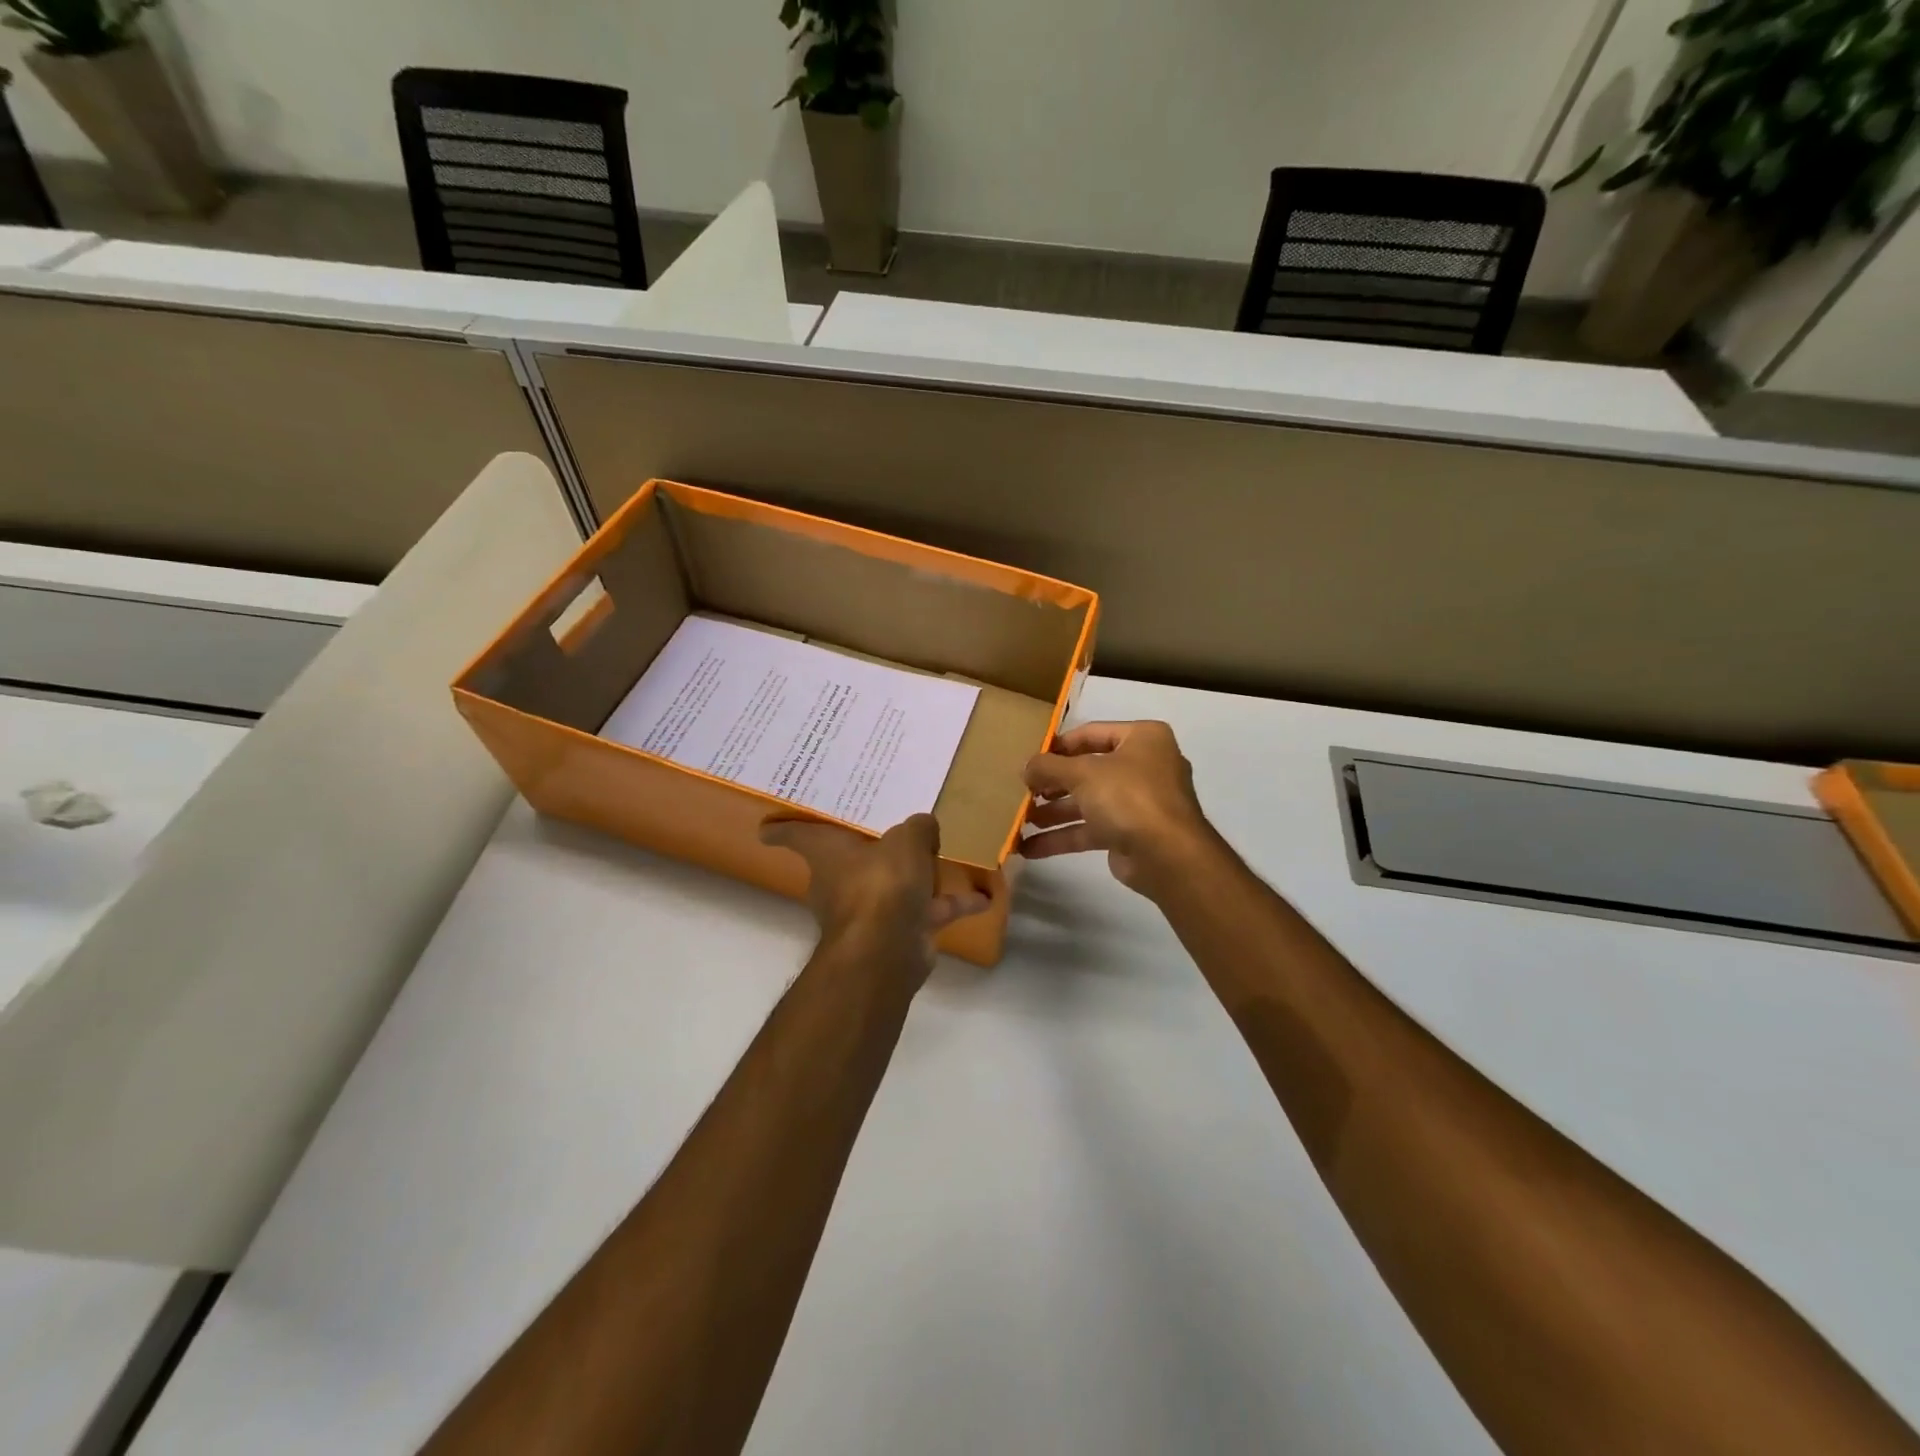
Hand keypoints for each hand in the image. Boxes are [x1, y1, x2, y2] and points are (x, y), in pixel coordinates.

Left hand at [760, 813, 989, 975]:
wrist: (888, 950)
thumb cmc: (882, 883)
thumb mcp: (906, 841)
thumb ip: (918, 828)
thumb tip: (925, 825)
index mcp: (829, 854)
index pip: (794, 835)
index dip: (780, 829)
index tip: (767, 826)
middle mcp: (842, 882)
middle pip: (849, 860)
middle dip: (868, 848)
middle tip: (888, 824)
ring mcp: (871, 910)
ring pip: (895, 885)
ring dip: (919, 877)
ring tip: (945, 855)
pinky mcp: (900, 931)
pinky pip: (929, 910)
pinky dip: (954, 905)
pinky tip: (985, 896)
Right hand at [1020, 721, 1218, 898]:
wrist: (1168, 856)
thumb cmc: (1129, 797)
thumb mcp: (1082, 773)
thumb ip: (1049, 767)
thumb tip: (1025, 767)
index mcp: (1142, 738)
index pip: (1091, 733)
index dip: (1057, 746)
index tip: (1028, 759)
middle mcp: (1143, 766)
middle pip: (1087, 770)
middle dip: (1051, 784)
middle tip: (1022, 792)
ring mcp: (1138, 802)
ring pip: (1086, 802)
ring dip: (1052, 813)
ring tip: (1019, 820)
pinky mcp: (1129, 834)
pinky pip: (1090, 830)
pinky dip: (1062, 837)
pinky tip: (1029, 848)